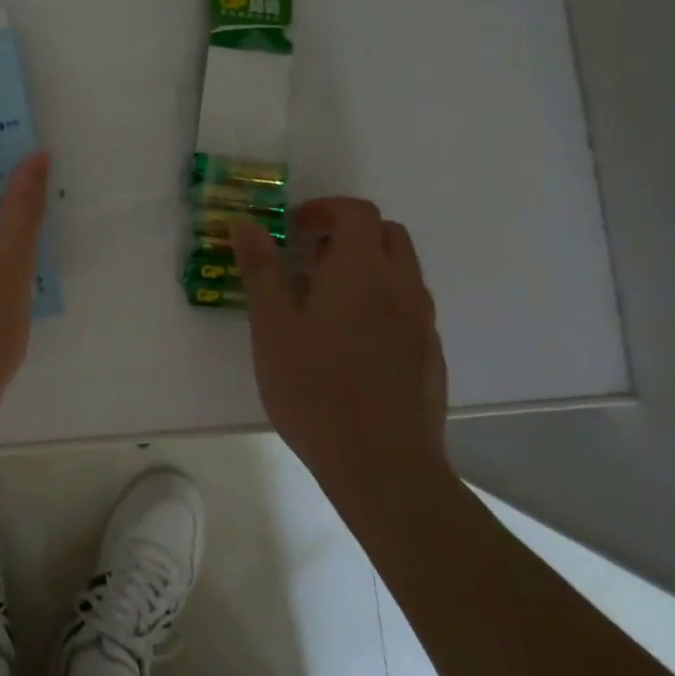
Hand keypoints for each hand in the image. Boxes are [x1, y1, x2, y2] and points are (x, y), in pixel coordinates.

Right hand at [232, 198, 448, 499]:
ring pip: (400, 270)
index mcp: (361, 271)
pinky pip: (407, 305)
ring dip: (365, 266)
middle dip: (348, 233)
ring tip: (324, 301)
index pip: (356, 212)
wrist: (382, 464)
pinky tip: (349, 340)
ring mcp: (421, 321)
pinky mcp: (429, 353)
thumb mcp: (272, 326)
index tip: (292, 229)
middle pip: (386, 233)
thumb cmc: (314, 388)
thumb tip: (245, 224)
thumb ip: (260, 270)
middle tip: (308, 260)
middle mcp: (400, 286)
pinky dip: (380, 299)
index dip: (324, 210)